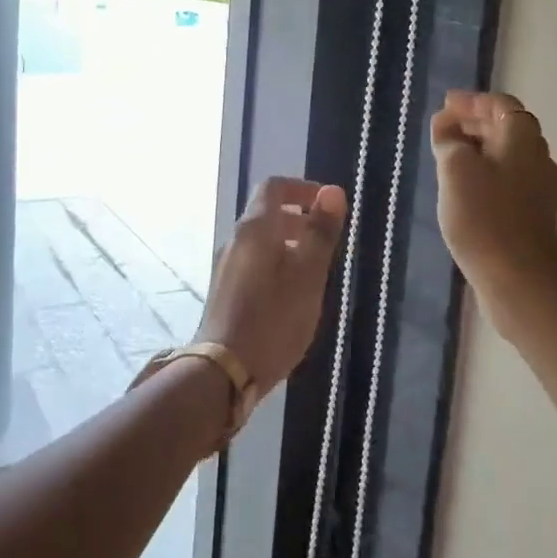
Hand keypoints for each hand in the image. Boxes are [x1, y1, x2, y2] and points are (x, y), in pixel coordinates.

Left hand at [197, 178, 347, 388]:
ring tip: (316, 269)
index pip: (274, 187)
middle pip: (266, 213)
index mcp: (254, 229)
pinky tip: (293, 294)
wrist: (224, 370)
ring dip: (289, 243)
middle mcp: (235, 240)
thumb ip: (320, 233)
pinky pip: (254, 262)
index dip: (303, 188)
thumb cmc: (273, 319)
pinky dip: (276, 263)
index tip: (329, 205)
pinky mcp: (225, 291)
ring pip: (261, 240)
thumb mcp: (307, 275)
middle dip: (299, 218)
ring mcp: (226, 266)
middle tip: (328, 239)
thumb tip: (332, 191)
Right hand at [430, 91, 556, 298]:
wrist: (518, 280)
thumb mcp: (455, 169)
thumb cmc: (483, 217)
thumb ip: (449, 139)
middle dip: (475, 123)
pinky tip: (465, 187)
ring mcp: (541, 190)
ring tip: (449, 156)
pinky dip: (487, 171)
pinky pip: (510, 179)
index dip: (473, 101)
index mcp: (523, 141)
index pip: (503, 105)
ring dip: (480, 148)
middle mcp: (540, 159)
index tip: (445, 105)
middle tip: (443, 128)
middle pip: (509, 128)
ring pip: (509, 155)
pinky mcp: (536, 215)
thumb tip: (447, 124)